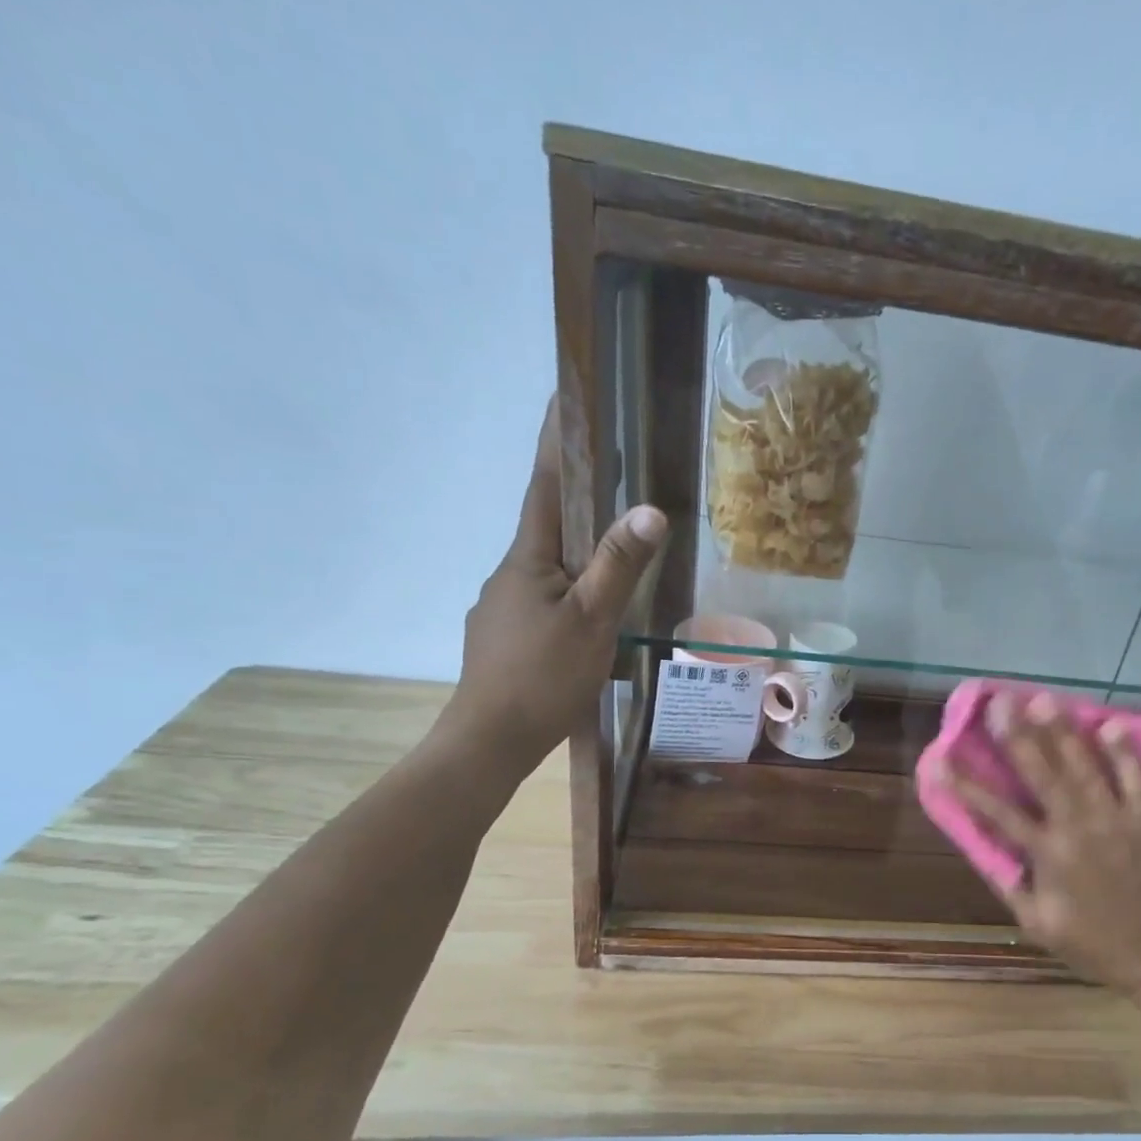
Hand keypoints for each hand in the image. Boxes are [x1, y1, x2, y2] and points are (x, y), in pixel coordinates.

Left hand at [436, 394, 665, 771]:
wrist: (490, 742)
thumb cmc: (541, 677)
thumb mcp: (591, 620)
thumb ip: (619, 566)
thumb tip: (650, 510)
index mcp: (528, 560)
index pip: (546, 487)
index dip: (556, 444)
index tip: (564, 398)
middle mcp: (509, 575)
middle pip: (548, 527)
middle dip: (577, 501)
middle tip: (613, 484)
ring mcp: (503, 610)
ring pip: (547, 570)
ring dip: (576, 555)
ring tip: (613, 562)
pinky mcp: (506, 641)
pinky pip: (544, 602)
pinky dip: (569, 595)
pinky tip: (588, 621)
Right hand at [927, 691, 1140, 995]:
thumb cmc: (1094, 944)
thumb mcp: (1039, 924)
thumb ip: (1012, 885)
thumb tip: (987, 848)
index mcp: (1048, 855)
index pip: (997, 813)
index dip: (966, 785)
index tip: (942, 758)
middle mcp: (1079, 828)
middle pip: (1042, 773)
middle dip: (1017, 735)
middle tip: (1001, 701)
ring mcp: (1119, 819)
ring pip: (1086, 766)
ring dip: (1063, 731)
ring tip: (1045, 699)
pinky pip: (1138, 778)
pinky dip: (1125, 751)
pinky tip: (1112, 723)